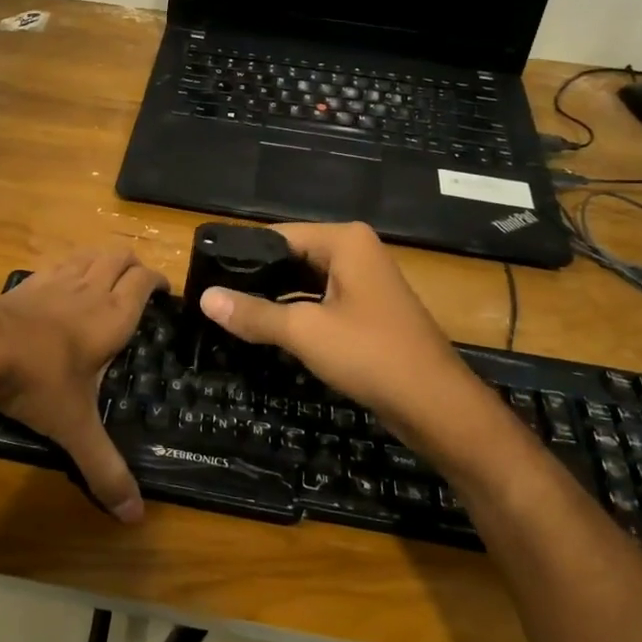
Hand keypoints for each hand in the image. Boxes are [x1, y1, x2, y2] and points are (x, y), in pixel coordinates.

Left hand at [0, 249, 166, 521]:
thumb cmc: (37, 382)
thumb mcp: (74, 428)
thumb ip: (104, 469)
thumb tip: (134, 516)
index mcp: (112, 317)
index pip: (144, 281)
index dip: (158, 281)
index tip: (165, 292)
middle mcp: (88, 290)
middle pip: (119, 257)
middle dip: (133, 265)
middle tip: (138, 286)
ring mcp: (54, 281)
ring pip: (89, 254)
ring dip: (102, 260)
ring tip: (106, 279)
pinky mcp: (26, 283)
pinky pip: (57, 264)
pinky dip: (69, 268)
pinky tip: (61, 288)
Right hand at [198, 222, 490, 442]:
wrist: (436, 406)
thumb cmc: (370, 355)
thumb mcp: (304, 332)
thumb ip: (253, 313)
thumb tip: (205, 298)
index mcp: (344, 241)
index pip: (278, 235)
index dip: (241, 255)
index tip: (205, 274)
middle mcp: (355, 251)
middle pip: (291, 257)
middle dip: (256, 278)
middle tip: (212, 297)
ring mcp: (363, 281)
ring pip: (304, 282)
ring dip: (273, 298)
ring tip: (229, 313)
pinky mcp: (366, 310)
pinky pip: (320, 301)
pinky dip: (295, 313)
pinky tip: (266, 329)